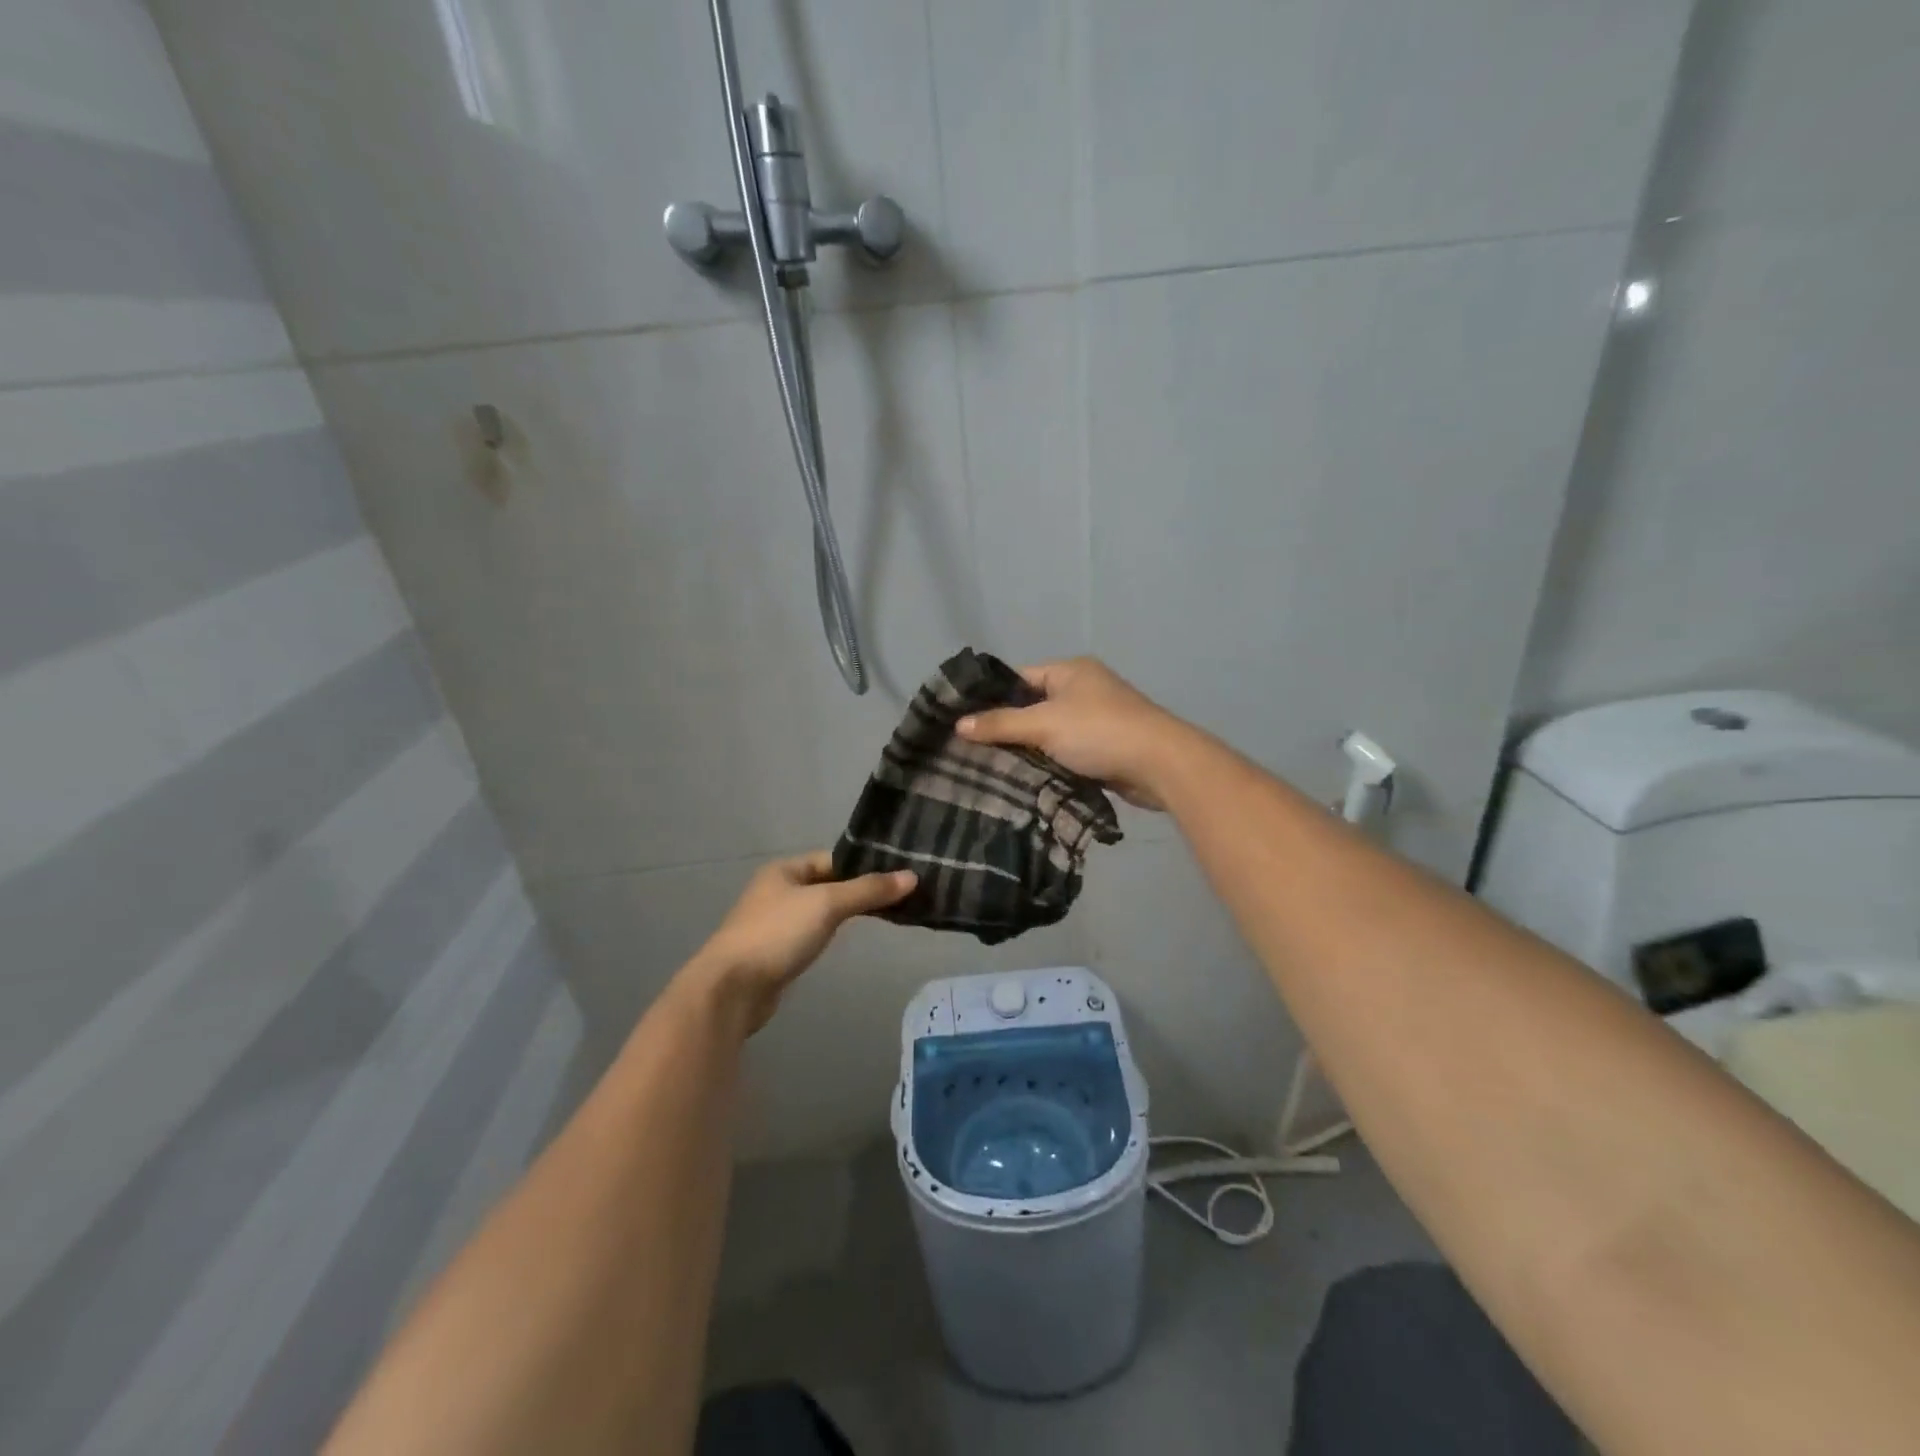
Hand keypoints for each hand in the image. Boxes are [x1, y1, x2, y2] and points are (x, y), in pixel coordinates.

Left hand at [684, 851, 915, 1032]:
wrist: (731, 989)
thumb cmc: (777, 934)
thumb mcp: (827, 905)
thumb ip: (868, 891)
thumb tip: (912, 877)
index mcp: (784, 869)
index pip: (834, 859)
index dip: (865, 865)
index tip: (899, 874)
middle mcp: (778, 890)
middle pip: (828, 883)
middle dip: (860, 890)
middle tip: (900, 896)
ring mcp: (775, 922)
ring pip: (821, 910)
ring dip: (847, 912)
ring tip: (885, 915)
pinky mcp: (776, 952)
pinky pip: (812, 933)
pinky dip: (832, 933)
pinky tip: (849, 940)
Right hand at [957, 657, 1189, 809]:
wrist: (1160, 765)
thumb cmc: (1099, 732)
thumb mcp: (1044, 724)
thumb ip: (1001, 724)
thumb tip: (959, 725)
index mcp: (1070, 671)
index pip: (1019, 678)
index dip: (992, 697)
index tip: (963, 721)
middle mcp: (1083, 689)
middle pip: (1033, 706)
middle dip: (1008, 727)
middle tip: (973, 749)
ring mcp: (1096, 719)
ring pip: (1050, 732)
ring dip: (1029, 749)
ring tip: (992, 766)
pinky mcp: (1104, 747)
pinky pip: (1066, 751)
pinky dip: (1049, 762)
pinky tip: (1026, 778)